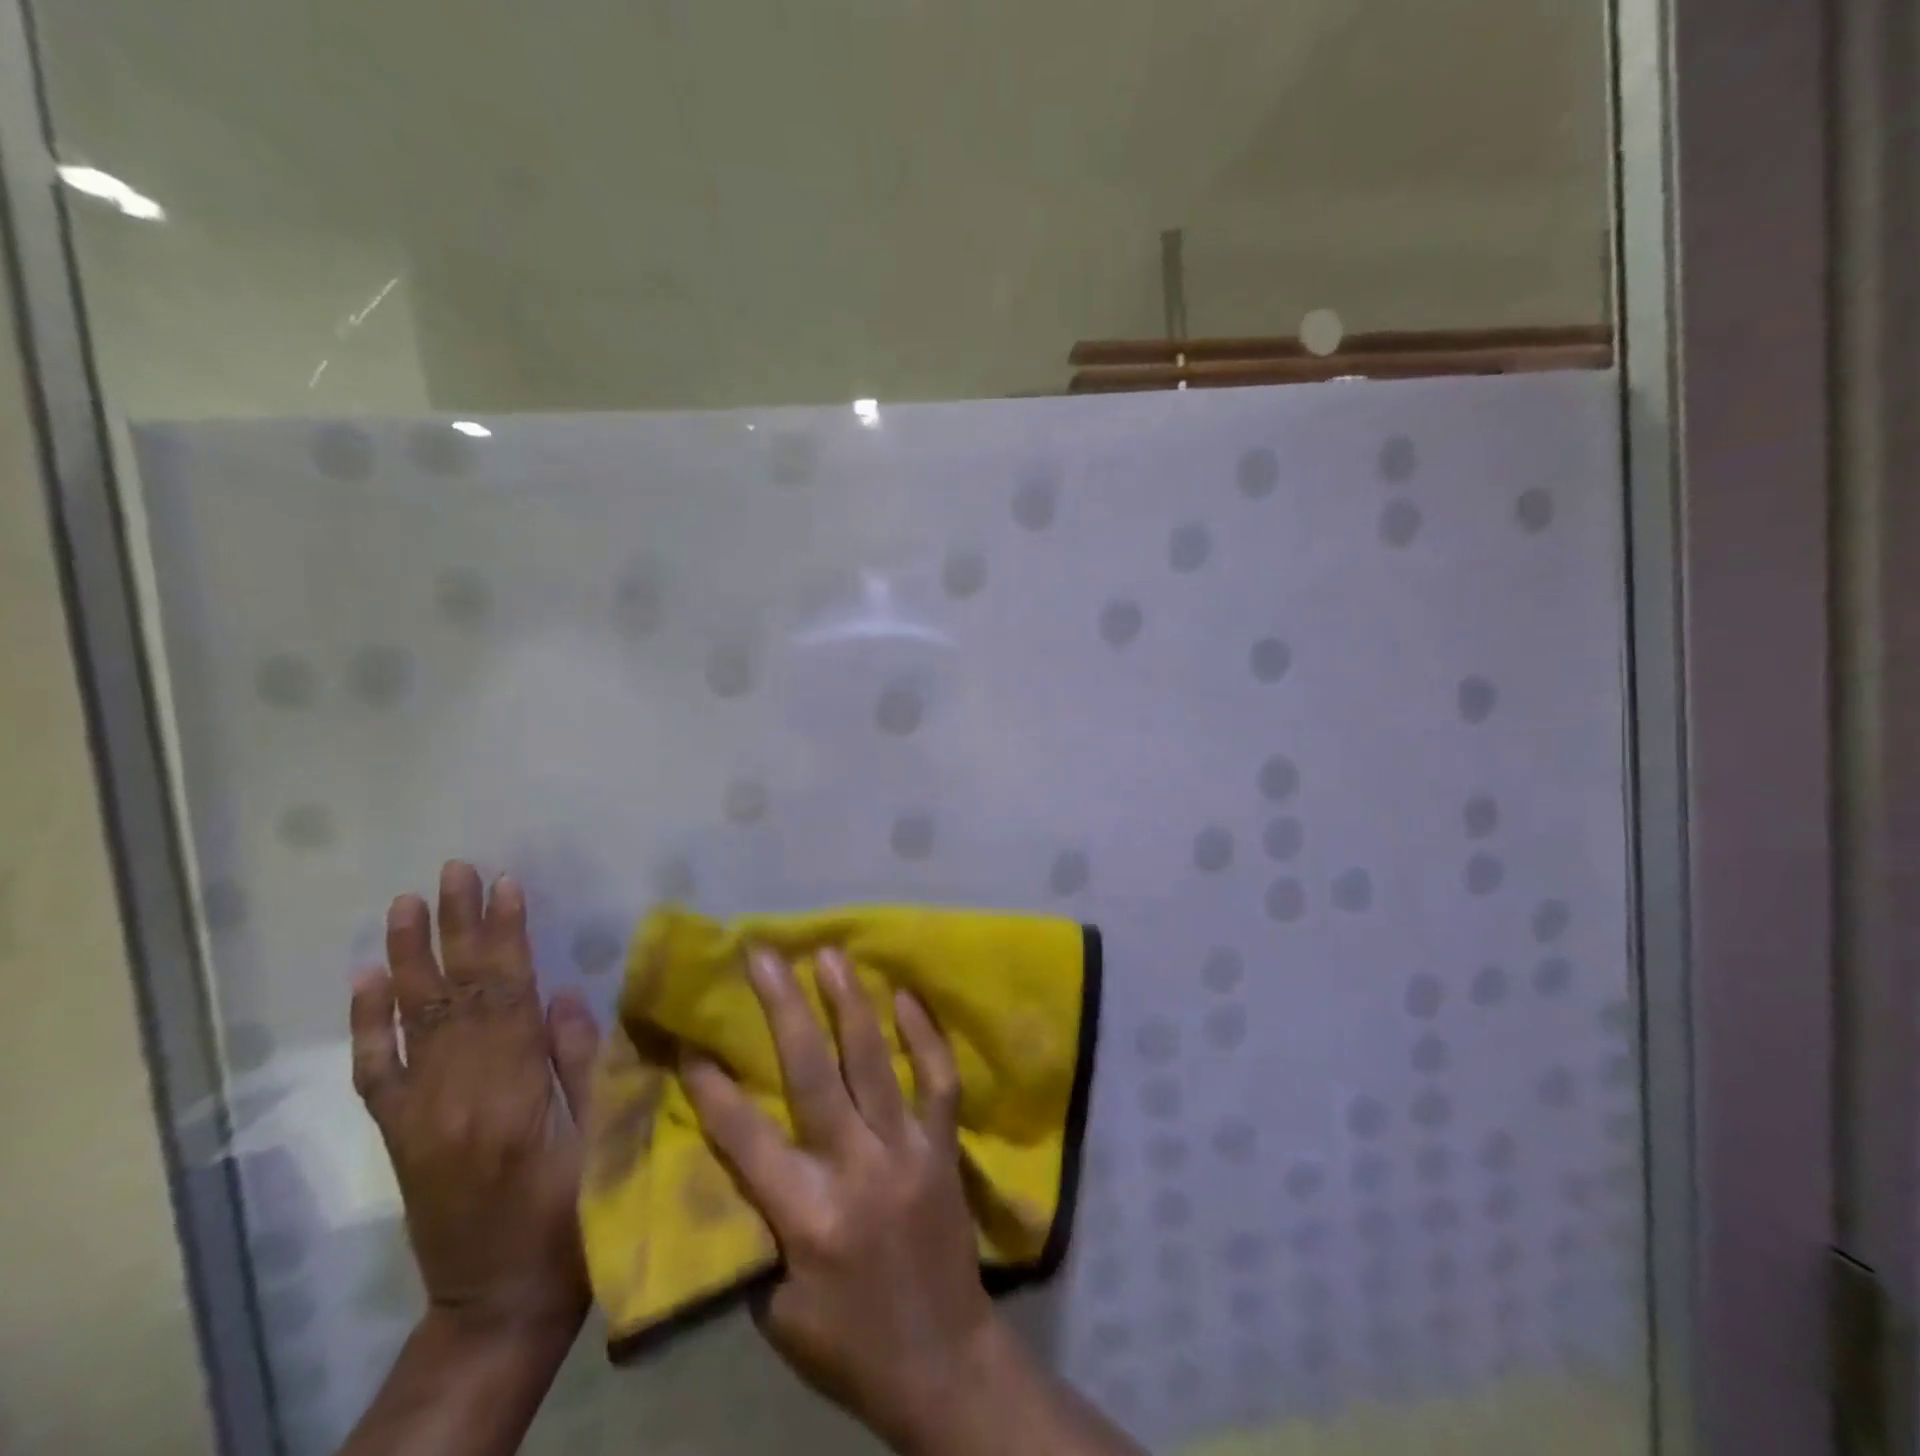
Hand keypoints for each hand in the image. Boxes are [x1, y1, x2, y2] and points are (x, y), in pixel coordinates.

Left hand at [350, 861, 600, 1340]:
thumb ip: (584, 1065)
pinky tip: (366, 979)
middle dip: (458, 927)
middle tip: (456, 870)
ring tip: (408, 902)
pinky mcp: (400, 1134)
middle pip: (457, 994)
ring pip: (411, 1020)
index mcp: (513, 1093)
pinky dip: (367, 1023)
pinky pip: (375, 1071)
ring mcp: (419, 1114)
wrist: (497, 1303)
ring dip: (410, 957)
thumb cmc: (572, 1217)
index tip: (508, 885)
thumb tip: (565, 993)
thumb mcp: (602, 1140)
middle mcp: (454, 1095)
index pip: (508, 995)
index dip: (507, 937)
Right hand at [681, 947, 993, 1451]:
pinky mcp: (943, 1147)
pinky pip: (939, 1079)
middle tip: (765, 954)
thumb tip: (734, 1160)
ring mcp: (907, 1151)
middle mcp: (857, 1170)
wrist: (944, 1362)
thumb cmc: (848, 1344)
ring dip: (850, 1002)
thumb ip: (756, 1229)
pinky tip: (907, 995)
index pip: (747, 1139)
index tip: (690, 1039)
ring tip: (830, 953)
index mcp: (807, 1217)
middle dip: (784, 1008)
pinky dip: (924, 1034)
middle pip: (813, 1075)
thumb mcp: (777, 1310)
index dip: (714, 1088)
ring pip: (874, 1061)